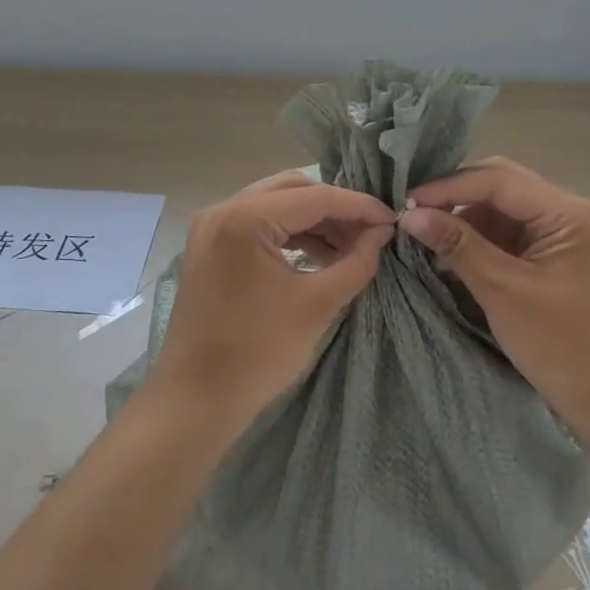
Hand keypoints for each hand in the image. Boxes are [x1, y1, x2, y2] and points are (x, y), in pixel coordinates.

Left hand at [151, 172, 395, 434]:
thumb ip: (356, 262)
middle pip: (292, 190)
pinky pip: (257, 225)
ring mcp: (211, 228)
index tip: (393, 220)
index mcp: (244, 218)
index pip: (315, 197)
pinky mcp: (209, 247)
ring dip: (313, 222)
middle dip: (335, 208)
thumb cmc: (258, 353)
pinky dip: (289, 234)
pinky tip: (318, 256)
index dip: (359, 206)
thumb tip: (382, 233)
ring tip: (351, 248)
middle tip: (370, 232)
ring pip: (274, 205)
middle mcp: (222, 210)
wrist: (196, 399)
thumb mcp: (317, 304)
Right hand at [399, 158, 589, 442]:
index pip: (497, 179)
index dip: (448, 187)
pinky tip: (449, 253)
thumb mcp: (503, 291)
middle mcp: (566, 212)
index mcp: (566, 213)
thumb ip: (458, 246)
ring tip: (424, 236)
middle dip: (454, 197)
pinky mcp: (551, 255)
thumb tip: (409, 214)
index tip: (405, 203)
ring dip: (463, 218)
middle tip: (412, 214)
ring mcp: (560, 233)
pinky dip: (476, 239)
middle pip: (500, 185)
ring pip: (500, 208)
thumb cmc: (562, 345)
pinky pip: (506, 232)